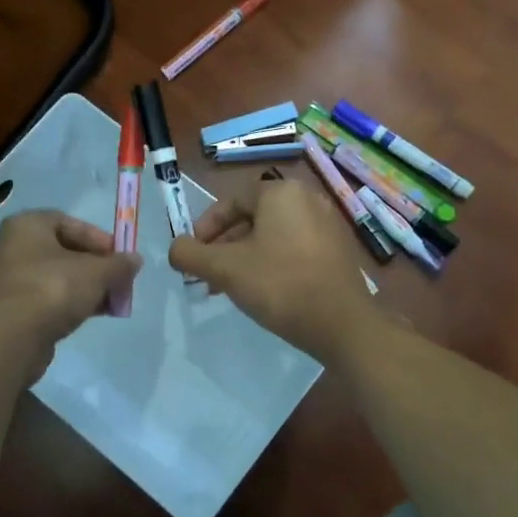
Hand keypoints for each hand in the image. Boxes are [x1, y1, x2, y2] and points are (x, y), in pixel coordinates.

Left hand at [0, 211, 140, 371]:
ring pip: (56, 277)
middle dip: (96, 267)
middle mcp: (12, 247)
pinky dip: (68, 303)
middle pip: (64, 251)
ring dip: (86, 288)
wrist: (11, 337)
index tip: (119, 256)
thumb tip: (135, 260)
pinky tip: (90, 315)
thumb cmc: (53, 289)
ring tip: (111, 303)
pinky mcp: (10, 309)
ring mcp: (8, 279)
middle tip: (118, 281)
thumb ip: (119, 264)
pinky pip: (45, 299)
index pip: (69, 222)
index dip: (98, 238)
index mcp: (27, 225)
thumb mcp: (96, 273)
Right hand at [168, 178, 380, 363]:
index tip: (194, 254)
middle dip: (225, 247)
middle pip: (253, 218)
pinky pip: (295, 248)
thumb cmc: (280, 285)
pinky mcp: (338, 250)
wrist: (342, 324)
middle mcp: (308, 199)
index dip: (206, 227)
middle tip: (209, 275)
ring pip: (273, 236)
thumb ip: (191, 254)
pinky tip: (264, 292)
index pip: (232, 201)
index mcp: (281, 192)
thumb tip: (175, 248)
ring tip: (231, 288)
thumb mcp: (225, 269)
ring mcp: (328, 224)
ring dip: (246, 258)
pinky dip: (273, 263)